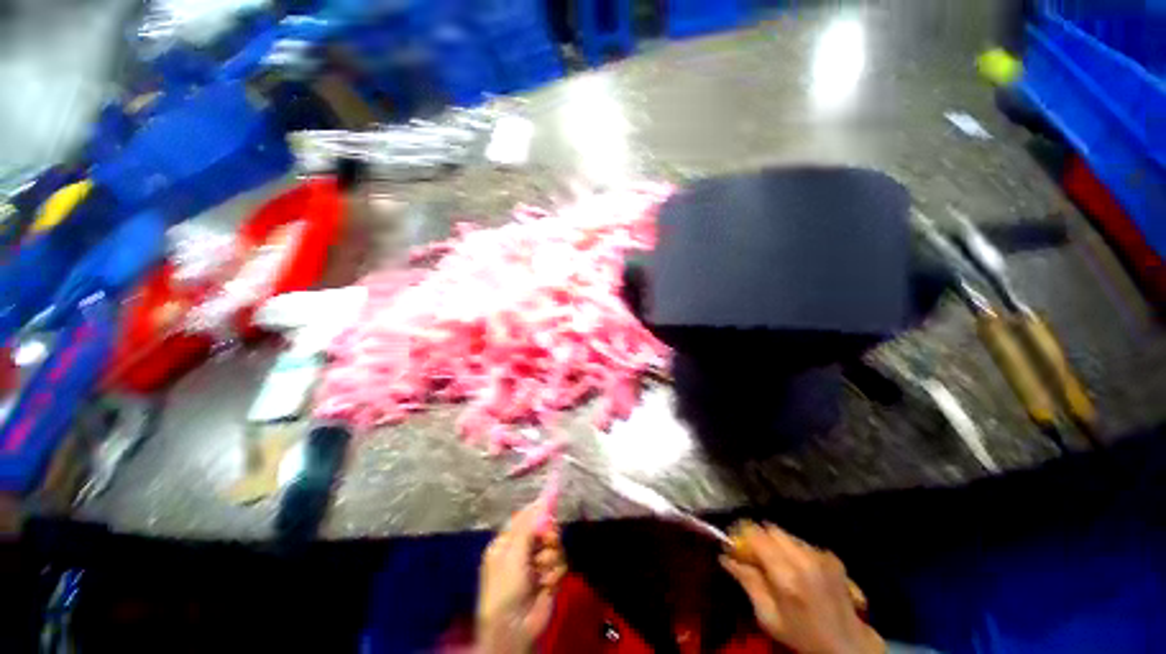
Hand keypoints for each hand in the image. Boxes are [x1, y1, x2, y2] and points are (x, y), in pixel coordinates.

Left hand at [477, 501, 565, 653]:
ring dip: (550, 558)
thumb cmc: (506, 586)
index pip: (527, 517)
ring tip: (541, 573)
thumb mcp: (513, 552)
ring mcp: (537, 563)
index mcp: (508, 541)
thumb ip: (529, 525)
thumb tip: (543, 499)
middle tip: (546, 543)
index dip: (539, 511)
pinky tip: (546, 585)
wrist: (514, 627)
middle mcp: (523, 549)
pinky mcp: (550, 577)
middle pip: (545, 528)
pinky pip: (561, 563)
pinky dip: (555, 573)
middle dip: (548, 536)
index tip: (552, 504)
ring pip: (555, 545)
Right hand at [721, 522, 882, 653]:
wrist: (848, 646)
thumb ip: (747, 583)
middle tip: (753, 554)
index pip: (755, 534)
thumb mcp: (768, 617)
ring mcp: (821, 555)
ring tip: (776, 564)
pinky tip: (797, 570)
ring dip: (776, 543)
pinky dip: (793, 550)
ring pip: (786, 534)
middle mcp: (804, 558)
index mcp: (786, 574)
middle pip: (770, 529)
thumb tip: (725, 557)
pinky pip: (802, 543)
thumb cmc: (802, 636)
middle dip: (759, 537)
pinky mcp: (831, 556)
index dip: (741, 534)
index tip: (733, 543)